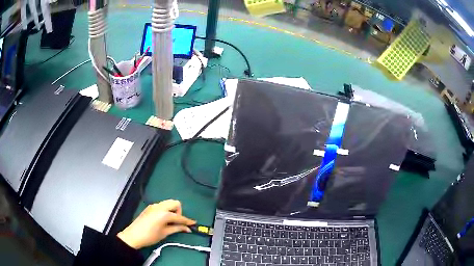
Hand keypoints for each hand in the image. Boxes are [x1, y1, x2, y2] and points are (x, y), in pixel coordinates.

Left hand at [117, 199, 194, 248]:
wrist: (133, 236)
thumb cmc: (150, 236)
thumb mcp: (165, 233)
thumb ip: (177, 228)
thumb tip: (187, 228)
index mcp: (164, 213)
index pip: (179, 216)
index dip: (187, 221)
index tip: (193, 224)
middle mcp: (159, 206)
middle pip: (175, 203)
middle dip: (179, 212)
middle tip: (178, 222)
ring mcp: (154, 206)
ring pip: (168, 203)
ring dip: (172, 210)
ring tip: (171, 221)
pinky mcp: (150, 208)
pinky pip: (162, 205)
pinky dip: (166, 210)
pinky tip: (164, 219)